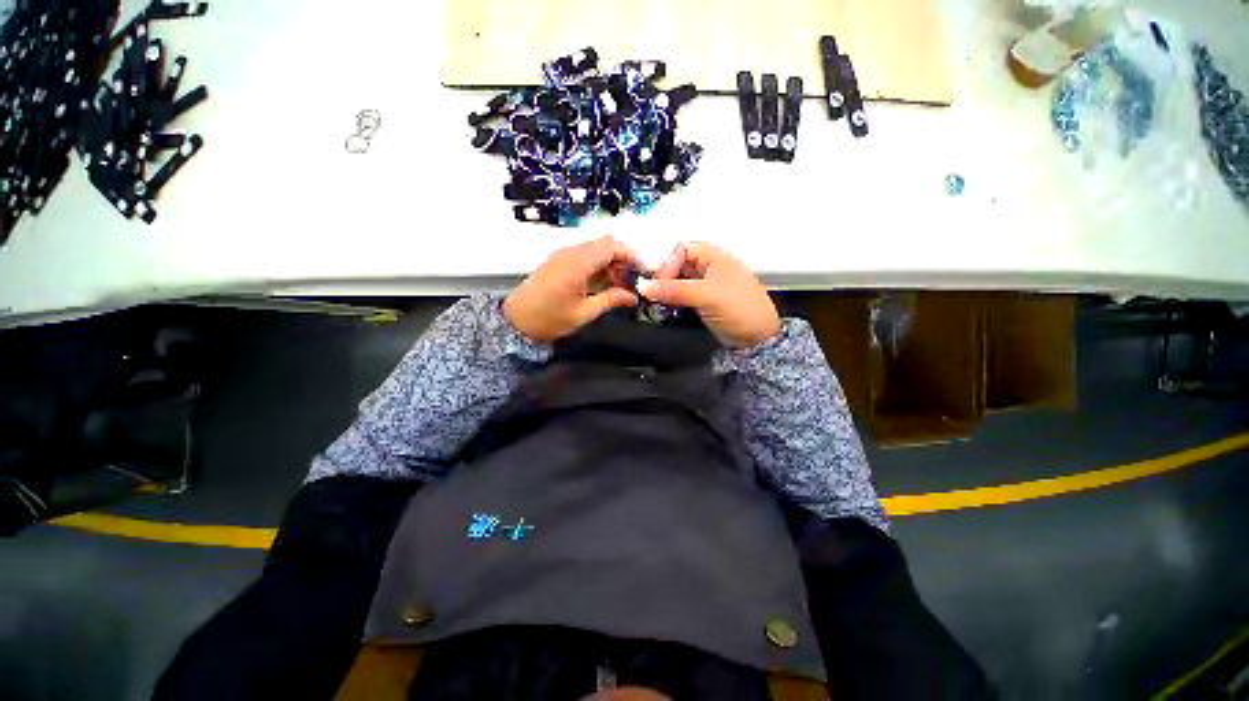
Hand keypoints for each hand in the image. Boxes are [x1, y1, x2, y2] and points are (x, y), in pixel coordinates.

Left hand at [504, 236, 640, 342]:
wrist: (516, 321)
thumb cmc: (550, 319)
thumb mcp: (584, 312)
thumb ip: (611, 300)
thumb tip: (633, 297)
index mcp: (578, 263)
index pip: (612, 246)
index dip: (631, 255)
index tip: (642, 270)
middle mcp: (571, 252)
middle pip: (605, 244)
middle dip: (622, 259)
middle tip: (631, 280)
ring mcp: (563, 255)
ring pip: (595, 249)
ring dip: (610, 262)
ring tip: (619, 285)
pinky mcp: (559, 260)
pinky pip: (584, 255)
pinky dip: (598, 265)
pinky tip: (602, 283)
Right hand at [638, 242, 780, 348]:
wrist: (757, 339)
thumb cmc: (739, 309)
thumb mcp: (706, 296)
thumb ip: (674, 290)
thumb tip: (644, 286)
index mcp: (714, 256)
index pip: (681, 249)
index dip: (667, 263)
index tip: (658, 282)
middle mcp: (709, 266)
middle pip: (678, 263)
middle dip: (664, 276)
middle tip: (654, 292)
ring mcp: (707, 284)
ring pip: (679, 279)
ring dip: (667, 288)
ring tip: (658, 300)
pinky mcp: (704, 300)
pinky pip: (683, 293)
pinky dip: (673, 298)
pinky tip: (667, 306)